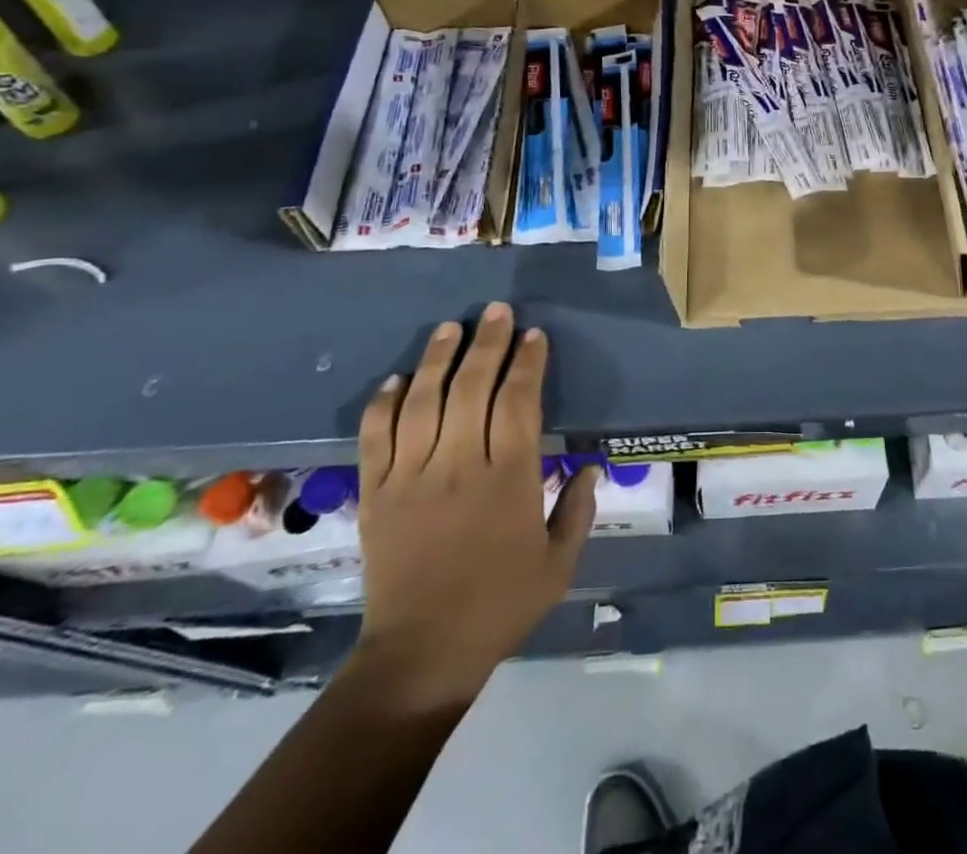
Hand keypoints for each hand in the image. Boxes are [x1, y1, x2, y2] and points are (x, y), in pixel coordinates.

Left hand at [347, 303, 596, 713]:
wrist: (421, 654)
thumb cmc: (500, 605)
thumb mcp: (559, 563)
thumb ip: (579, 509)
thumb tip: (591, 464)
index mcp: (508, 478)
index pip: (518, 402)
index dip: (527, 363)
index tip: (534, 336)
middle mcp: (459, 465)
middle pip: (472, 387)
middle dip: (487, 343)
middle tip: (496, 311)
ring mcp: (412, 477)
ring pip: (423, 402)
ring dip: (437, 359)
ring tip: (450, 328)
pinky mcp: (376, 494)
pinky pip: (376, 438)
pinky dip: (384, 404)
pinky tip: (397, 380)